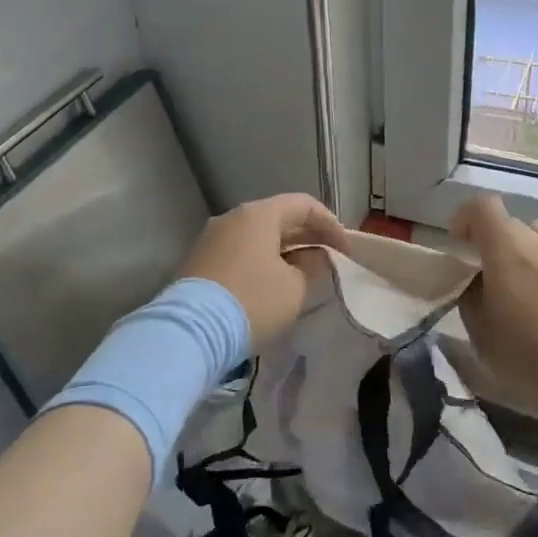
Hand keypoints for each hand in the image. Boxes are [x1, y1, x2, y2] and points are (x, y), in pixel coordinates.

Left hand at [181, 194, 349, 348]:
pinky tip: (273, 283)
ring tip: (304, 272)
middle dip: (308, 236)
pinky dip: (262, 261)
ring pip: (257, 236)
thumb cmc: (252, 301)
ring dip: (284, 250)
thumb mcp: (294, 287)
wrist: (191, 332)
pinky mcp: (199, 262)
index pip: (303, 205)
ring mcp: (212, 239)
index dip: (331, 225)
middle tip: (329, 259)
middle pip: (278, 218)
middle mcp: (232, 218)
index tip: (346, 252)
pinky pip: (240, 252)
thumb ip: (312, 266)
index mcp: (258, 215)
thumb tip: (314, 256)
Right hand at [451, 194, 537, 423]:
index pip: (481, 206)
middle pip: (511, 224)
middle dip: (496, 244)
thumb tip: (476, 282)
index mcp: (507, 249)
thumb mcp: (482, 336)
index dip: (465, 218)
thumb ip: (471, 298)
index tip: (460, 246)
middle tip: (494, 280)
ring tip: (530, 285)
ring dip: (529, 250)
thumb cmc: (535, 360)